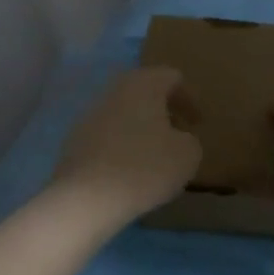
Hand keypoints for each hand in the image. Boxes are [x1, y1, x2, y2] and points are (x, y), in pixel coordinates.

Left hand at [52, 67, 201, 227]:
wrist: (86, 197)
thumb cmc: (145, 167)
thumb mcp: (188, 155)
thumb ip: (190, 140)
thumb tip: (178, 139)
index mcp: (143, 84)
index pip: (172, 78)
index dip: (189, 99)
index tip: (198, 123)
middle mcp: (114, 91)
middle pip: (144, 92)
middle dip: (163, 110)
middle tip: (178, 133)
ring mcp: (90, 115)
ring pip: (123, 113)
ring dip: (141, 128)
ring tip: (154, 155)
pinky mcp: (75, 140)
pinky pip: (107, 134)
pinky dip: (122, 145)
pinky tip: (129, 170)